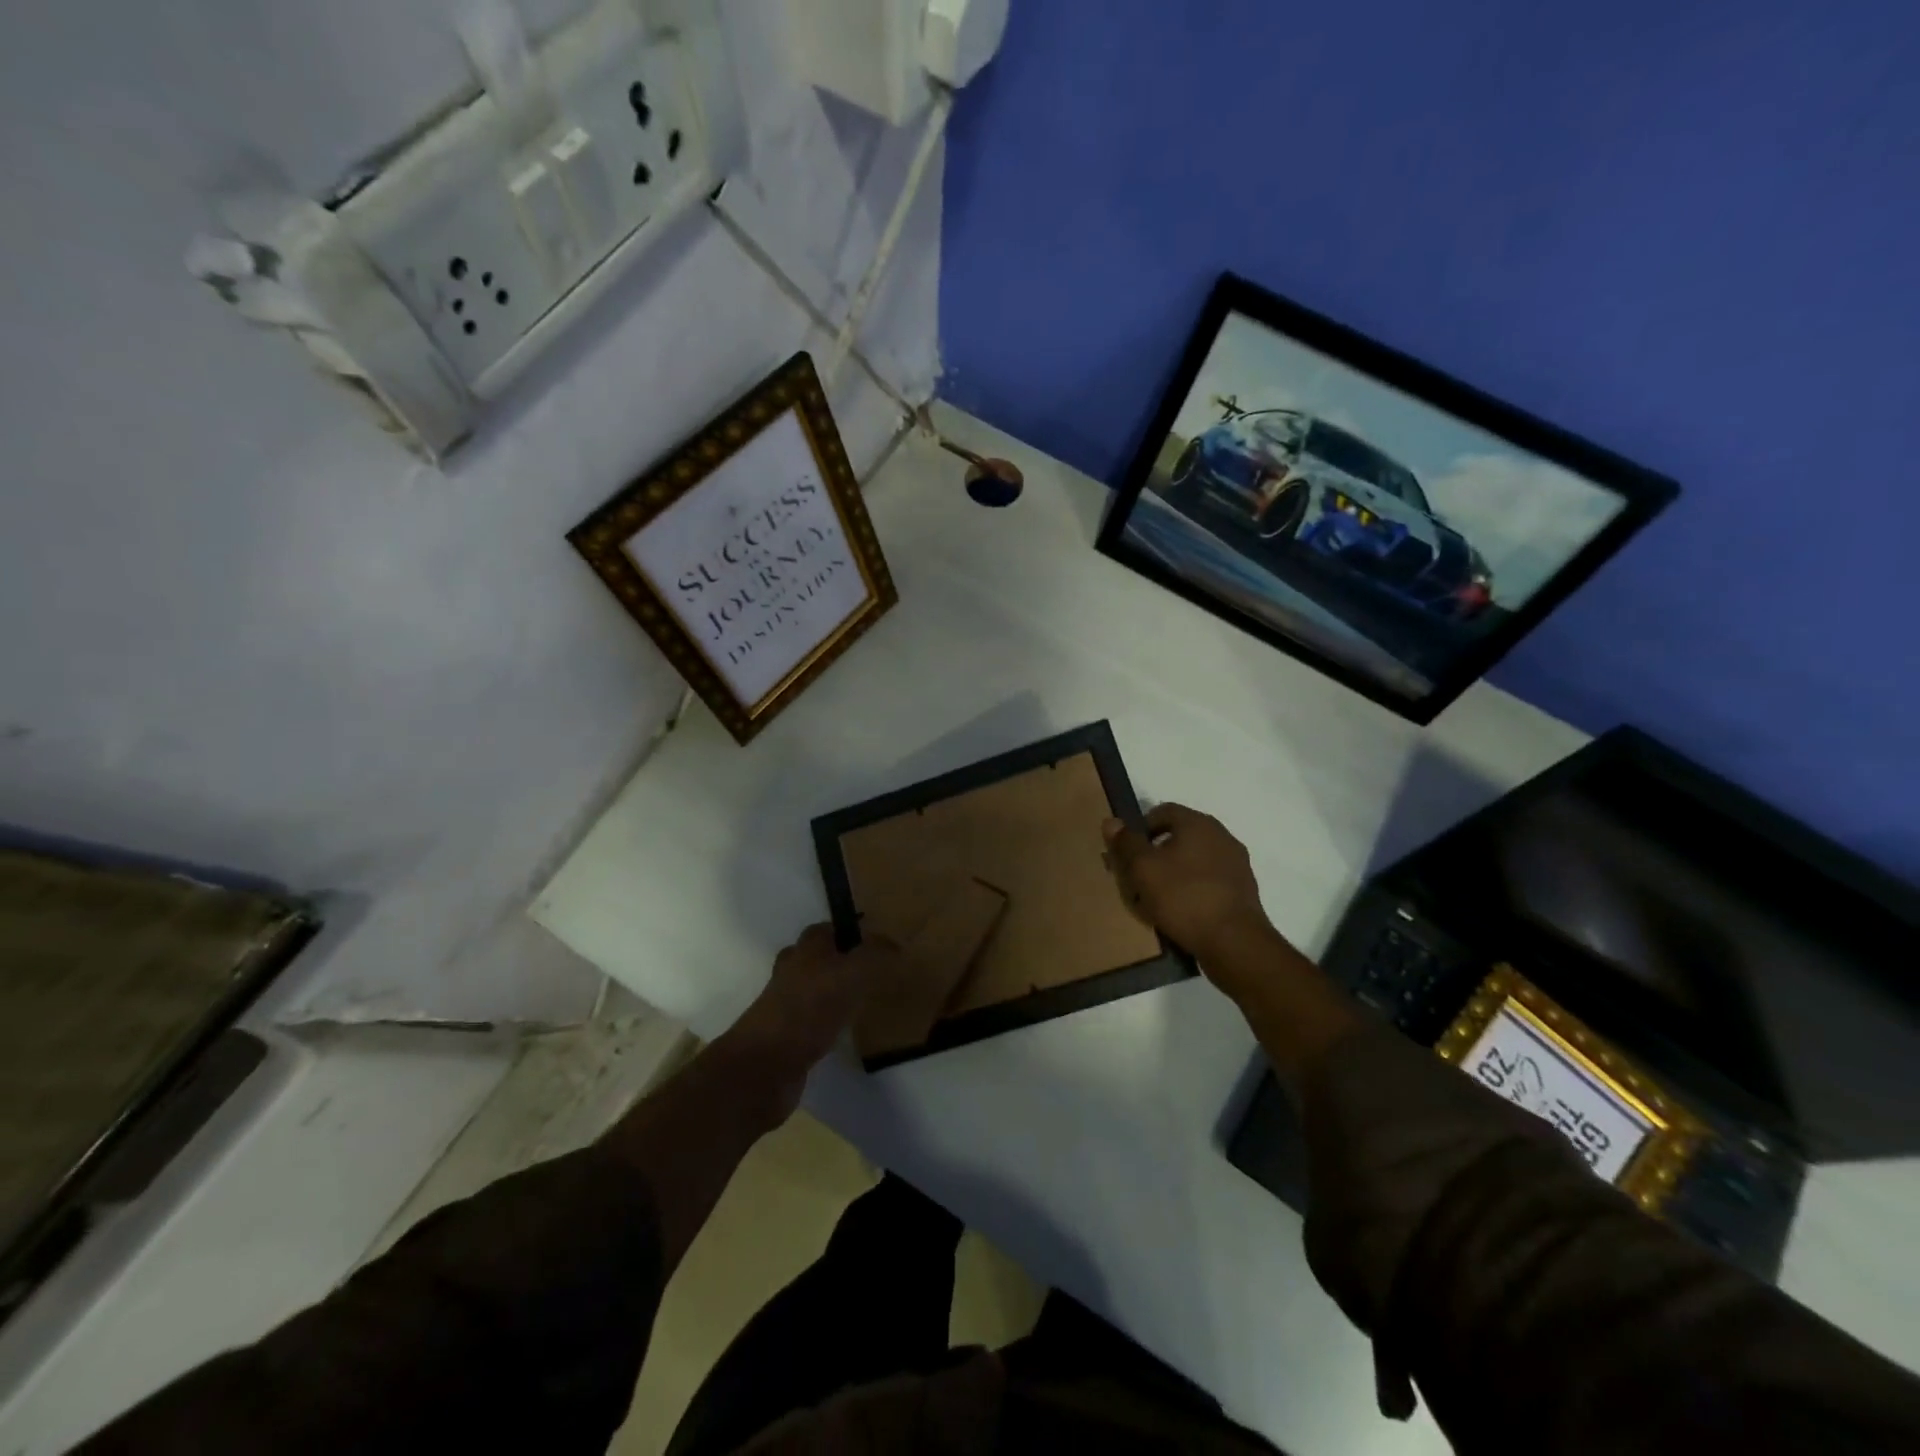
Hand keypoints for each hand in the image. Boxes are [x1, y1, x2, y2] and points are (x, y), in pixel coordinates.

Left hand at [725, 924, 902, 1114]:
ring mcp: (784, 1007)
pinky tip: (845, 1033)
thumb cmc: (808, 1010)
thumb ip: (874, 956)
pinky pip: (810, 1022)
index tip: (873, 942)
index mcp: (805, 952)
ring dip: (832, 993)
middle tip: (869, 971)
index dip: (847, 932)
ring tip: (862, 1001)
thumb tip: (895, 944)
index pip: (825, 930)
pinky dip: (826, 1023)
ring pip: (812, 990)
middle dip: (838, 961)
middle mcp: (791, 973)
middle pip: (814, 959)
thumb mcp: (851, 975)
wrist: (764, 1067)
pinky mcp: (785, 1039)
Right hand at [1103, 805, 1272, 966]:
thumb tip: (1112, 821)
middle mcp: (1222, 836)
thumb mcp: (1143, 868)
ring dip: (1174, 872)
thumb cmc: (1183, 897)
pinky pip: (1208, 881)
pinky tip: (1180, 911)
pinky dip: (1192, 889)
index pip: (1164, 811)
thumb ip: (1126, 843)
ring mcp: (1236, 864)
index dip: (1141, 827)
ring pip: (1194, 860)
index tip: (1127, 852)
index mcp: (1199, 823)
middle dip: (1156, 852)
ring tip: (1156, 897)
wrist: (1234, 942)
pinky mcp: (1243, 890)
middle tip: (1137, 875)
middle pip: (1180, 835)